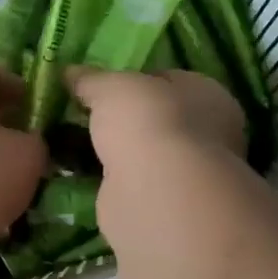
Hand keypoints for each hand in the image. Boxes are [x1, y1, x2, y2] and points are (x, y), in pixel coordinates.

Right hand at [64, 68, 246, 175]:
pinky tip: (86, 177)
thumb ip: (91, 79)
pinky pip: (132, 185)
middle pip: (157, 120)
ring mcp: (188, 173)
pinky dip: (112, 182)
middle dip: (124, 121)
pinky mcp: (166, 205)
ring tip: (76, 147)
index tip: (102, 88)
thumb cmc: (147, 122)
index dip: (134, 82)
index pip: (168, 80)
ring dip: (118, 154)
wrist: (156, 192)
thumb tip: (70, 73)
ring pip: (145, 155)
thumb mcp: (111, 86)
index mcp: (208, 95)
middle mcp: (208, 134)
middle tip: (86, 119)